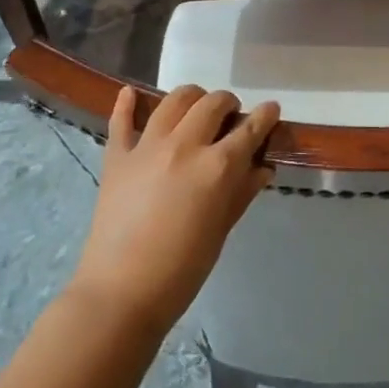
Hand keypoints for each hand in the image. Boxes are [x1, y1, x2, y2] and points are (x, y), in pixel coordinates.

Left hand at [68, 85, 277, 336]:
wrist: (120, 294)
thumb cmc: (182, 270)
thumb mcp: (221, 230)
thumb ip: (242, 192)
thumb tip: (262, 167)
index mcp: (217, 167)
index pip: (250, 129)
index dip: (265, 117)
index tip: (272, 110)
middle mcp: (184, 145)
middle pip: (212, 103)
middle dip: (228, 103)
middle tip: (231, 116)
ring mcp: (147, 147)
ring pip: (174, 101)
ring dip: (191, 97)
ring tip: (195, 108)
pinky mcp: (117, 157)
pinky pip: (121, 120)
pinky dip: (127, 104)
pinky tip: (131, 93)